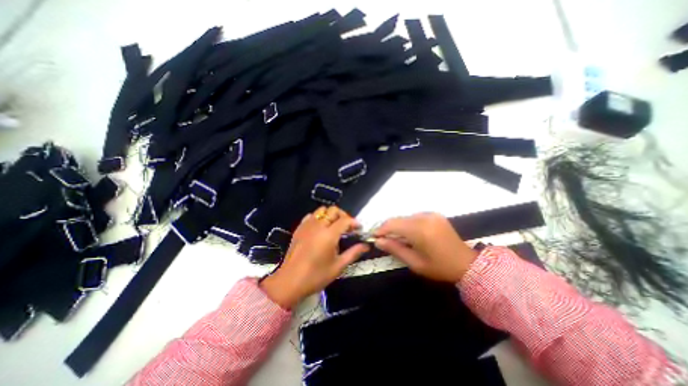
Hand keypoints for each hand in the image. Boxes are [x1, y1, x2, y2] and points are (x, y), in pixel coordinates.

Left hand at [259, 207, 367, 309]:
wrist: (289, 281)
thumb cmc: (316, 276)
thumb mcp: (338, 266)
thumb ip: (353, 253)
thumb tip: (366, 245)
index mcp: (329, 234)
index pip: (345, 220)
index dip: (354, 222)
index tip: (359, 229)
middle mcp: (318, 225)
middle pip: (333, 210)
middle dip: (343, 216)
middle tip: (347, 227)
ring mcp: (307, 225)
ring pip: (321, 210)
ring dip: (331, 215)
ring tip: (334, 226)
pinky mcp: (299, 228)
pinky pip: (311, 216)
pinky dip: (318, 218)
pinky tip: (320, 228)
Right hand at [372, 212, 479, 281]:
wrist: (466, 263)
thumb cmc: (439, 267)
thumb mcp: (415, 263)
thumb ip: (395, 249)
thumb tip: (378, 241)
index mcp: (419, 230)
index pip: (392, 224)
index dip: (381, 229)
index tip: (375, 237)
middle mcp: (424, 218)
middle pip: (398, 219)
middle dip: (389, 229)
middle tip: (386, 241)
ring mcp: (431, 214)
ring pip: (405, 218)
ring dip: (399, 227)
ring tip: (400, 239)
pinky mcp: (435, 215)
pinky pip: (415, 217)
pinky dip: (409, 224)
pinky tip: (413, 235)